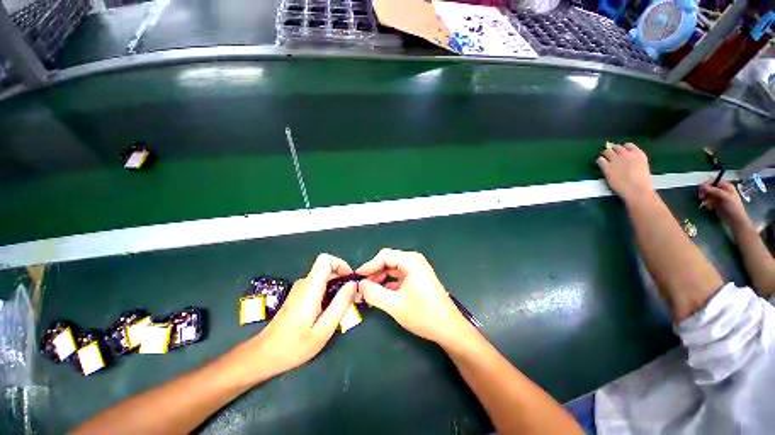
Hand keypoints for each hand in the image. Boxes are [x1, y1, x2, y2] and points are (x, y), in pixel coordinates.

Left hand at [248, 254, 356, 378]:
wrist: (264, 355)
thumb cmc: (294, 346)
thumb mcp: (324, 329)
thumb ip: (340, 304)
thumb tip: (353, 284)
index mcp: (310, 288)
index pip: (325, 260)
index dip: (341, 264)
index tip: (350, 279)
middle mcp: (304, 284)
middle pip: (327, 267)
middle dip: (343, 278)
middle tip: (352, 297)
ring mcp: (300, 289)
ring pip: (324, 277)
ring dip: (337, 286)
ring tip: (343, 306)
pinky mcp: (299, 295)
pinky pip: (319, 285)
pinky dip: (329, 291)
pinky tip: (330, 310)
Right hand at [356, 248, 472, 346]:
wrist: (449, 328)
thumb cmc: (423, 315)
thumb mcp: (394, 305)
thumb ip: (374, 293)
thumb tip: (360, 285)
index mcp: (411, 261)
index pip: (384, 256)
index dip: (369, 265)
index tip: (357, 277)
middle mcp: (414, 261)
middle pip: (388, 261)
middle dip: (374, 273)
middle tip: (361, 287)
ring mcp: (417, 269)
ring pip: (393, 269)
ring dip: (380, 279)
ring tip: (369, 292)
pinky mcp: (418, 278)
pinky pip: (399, 276)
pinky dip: (389, 283)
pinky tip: (381, 294)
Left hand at [596, 143, 653, 199]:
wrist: (636, 189)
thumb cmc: (642, 182)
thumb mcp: (643, 166)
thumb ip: (635, 161)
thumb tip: (628, 161)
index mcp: (638, 154)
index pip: (628, 145)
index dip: (623, 148)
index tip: (620, 152)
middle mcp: (627, 155)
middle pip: (616, 147)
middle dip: (613, 151)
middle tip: (611, 155)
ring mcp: (616, 160)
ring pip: (607, 151)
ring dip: (605, 154)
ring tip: (605, 158)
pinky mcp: (607, 167)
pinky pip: (600, 160)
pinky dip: (599, 160)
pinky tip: (600, 163)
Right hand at [700, 180, 749, 226]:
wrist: (735, 219)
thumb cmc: (732, 206)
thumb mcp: (724, 197)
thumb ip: (713, 190)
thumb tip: (702, 186)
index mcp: (725, 186)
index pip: (713, 181)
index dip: (706, 184)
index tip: (700, 190)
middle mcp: (721, 190)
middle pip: (709, 187)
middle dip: (704, 192)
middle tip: (701, 197)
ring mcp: (718, 197)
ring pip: (707, 194)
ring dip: (704, 198)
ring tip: (704, 203)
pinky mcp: (715, 203)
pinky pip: (708, 200)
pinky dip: (706, 203)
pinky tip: (708, 207)